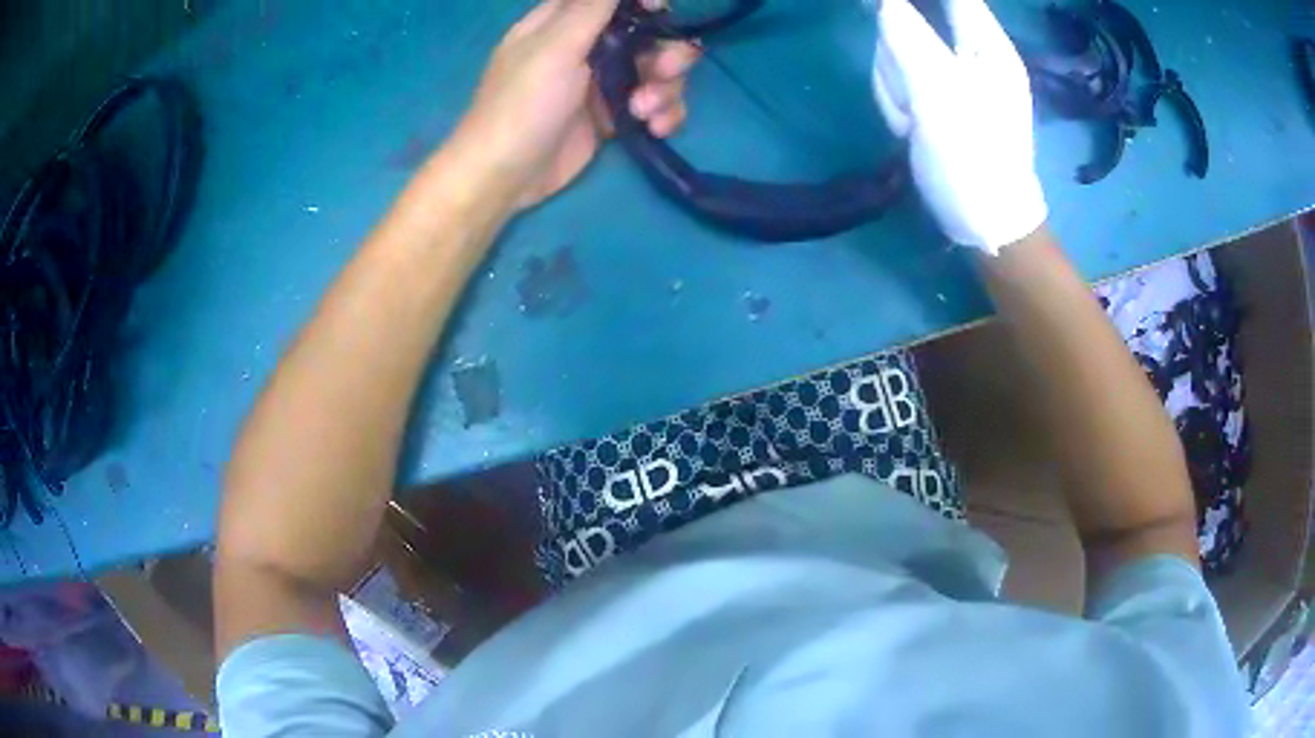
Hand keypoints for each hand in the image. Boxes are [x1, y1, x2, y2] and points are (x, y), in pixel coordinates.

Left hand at [456, 0, 699, 209]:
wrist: (505, 175)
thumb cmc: (523, 103)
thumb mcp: (556, 45)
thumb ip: (593, 7)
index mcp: (565, 21)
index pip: (614, 0)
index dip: (645, 4)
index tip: (660, 14)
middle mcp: (587, 45)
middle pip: (648, 34)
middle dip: (667, 52)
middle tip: (663, 72)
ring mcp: (602, 81)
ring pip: (658, 70)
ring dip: (666, 88)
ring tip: (645, 112)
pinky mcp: (613, 115)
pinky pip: (654, 103)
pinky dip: (663, 114)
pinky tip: (654, 129)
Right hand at [872, 0, 1046, 253]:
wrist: (984, 223)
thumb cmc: (973, 158)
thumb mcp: (938, 92)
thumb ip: (906, 35)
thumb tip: (883, 1)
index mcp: (986, 44)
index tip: (884, 6)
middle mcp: (971, 52)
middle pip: (911, 19)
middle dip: (897, 53)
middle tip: (910, 94)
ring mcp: (954, 76)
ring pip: (898, 50)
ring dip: (895, 84)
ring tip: (915, 122)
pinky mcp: (937, 97)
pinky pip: (900, 79)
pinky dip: (898, 102)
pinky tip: (912, 129)